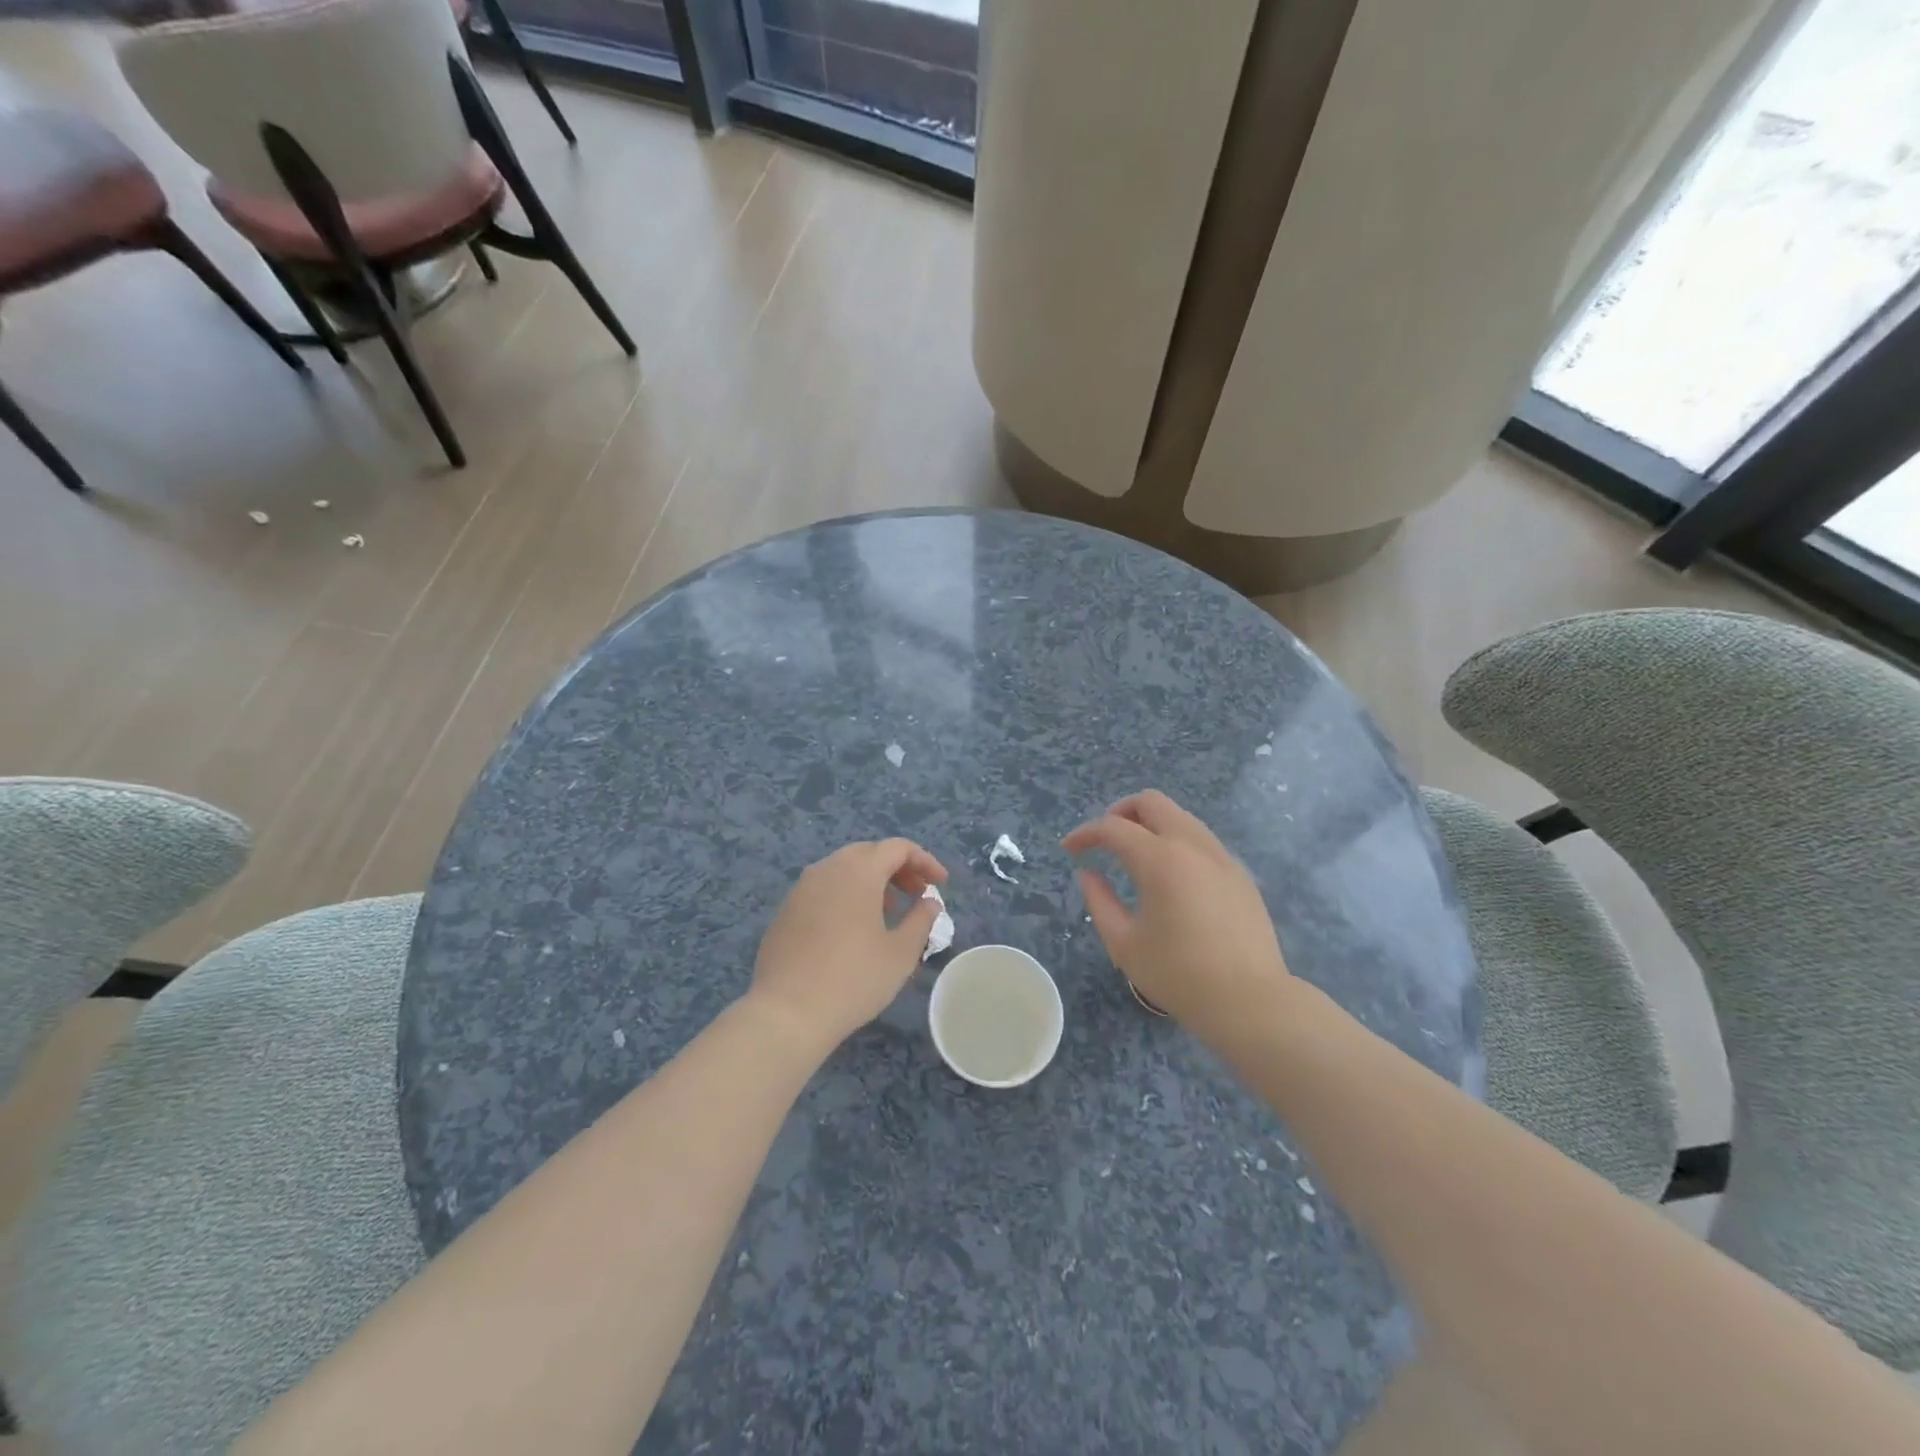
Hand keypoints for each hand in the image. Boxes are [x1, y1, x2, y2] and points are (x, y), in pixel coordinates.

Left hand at [747, 838, 947, 1052]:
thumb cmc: (854, 979)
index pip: (898, 848)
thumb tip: (930, 902)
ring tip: (888, 912)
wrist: (787, 1012)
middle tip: (916, 894)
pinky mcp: (786, 910)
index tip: (941, 884)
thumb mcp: (901, 952)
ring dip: (871, 881)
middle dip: (897, 868)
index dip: (924, 861)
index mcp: (858, 871)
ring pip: (843, 869)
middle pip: (869, 853)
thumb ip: (921, 919)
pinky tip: (852, 929)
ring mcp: (801, 888)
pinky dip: (846, 895)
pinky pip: (823, 888)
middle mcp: (827, 869)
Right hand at [1063, 791, 1291, 1045]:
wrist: (1251, 1002)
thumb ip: (1099, 902)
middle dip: (1120, 812)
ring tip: (1135, 856)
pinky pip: (1201, 840)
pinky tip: (1170, 876)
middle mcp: (1192, 846)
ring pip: (1180, 816)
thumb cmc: (1179, 975)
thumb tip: (1088, 874)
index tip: (1070, 849)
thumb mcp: (1124, 944)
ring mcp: (1221, 857)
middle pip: (1152, 802)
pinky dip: (1176, 842)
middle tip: (1104, 841)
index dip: (1085, 834)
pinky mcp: (1240, 874)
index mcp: (1160, 860)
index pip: (1113, 828)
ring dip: (1151, 825)